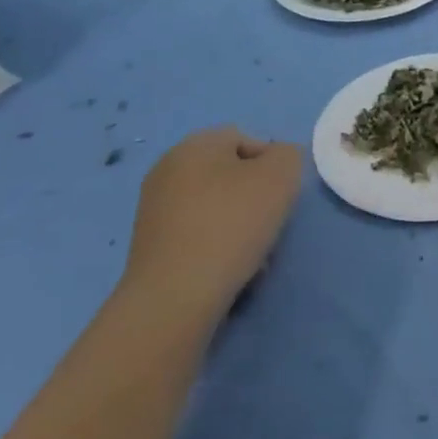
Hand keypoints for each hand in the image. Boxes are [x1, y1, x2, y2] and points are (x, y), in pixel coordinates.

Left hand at [121, 126, 301, 325]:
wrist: (174, 298)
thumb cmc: (231, 224)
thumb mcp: (281, 175)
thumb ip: (288, 155)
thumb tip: (277, 163)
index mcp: (195, 143)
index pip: (247, 140)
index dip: (272, 166)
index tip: (280, 198)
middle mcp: (168, 167)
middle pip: (230, 175)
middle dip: (254, 198)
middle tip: (268, 226)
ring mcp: (153, 208)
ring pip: (216, 207)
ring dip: (238, 226)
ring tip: (251, 257)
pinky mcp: (149, 246)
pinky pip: (196, 235)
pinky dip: (215, 247)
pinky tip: (226, 271)